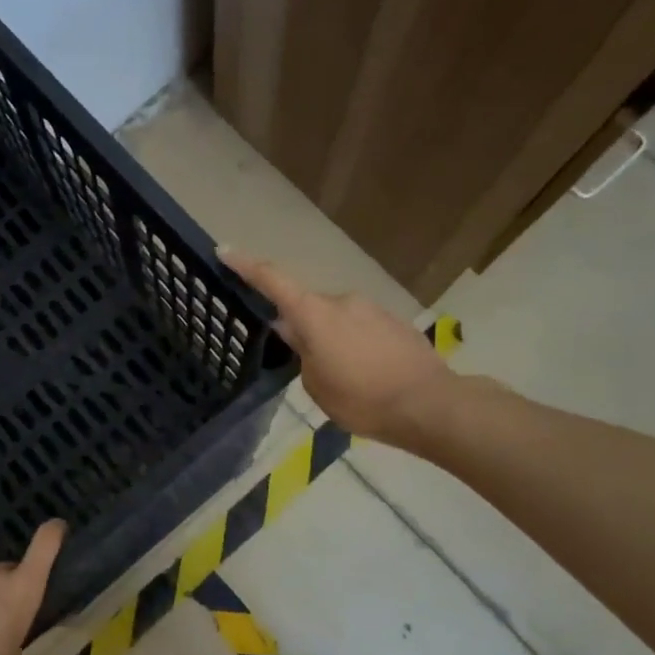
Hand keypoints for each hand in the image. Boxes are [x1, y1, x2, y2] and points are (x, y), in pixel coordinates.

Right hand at [222, 249, 457, 446]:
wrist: (429, 404)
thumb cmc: (362, 399)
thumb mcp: (317, 385)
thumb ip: (302, 353)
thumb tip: (296, 333)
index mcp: (315, 314)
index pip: (273, 281)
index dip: (247, 266)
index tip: (225, 251)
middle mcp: (342, 302)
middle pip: (308, 307)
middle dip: (301, 328)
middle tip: (304, 363)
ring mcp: (372, 309)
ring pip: (336, 319)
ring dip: (331, 339)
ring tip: (342, 377)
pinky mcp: (394, 322)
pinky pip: (361, 328)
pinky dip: (355, 345)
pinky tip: (366, 374)